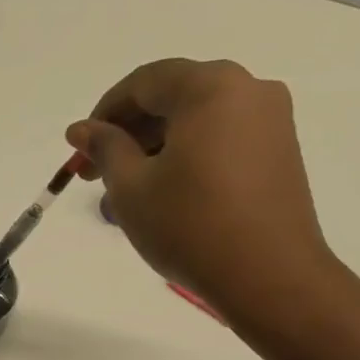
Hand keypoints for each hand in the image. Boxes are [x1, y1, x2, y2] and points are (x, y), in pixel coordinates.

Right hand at [66, 59, 342, 340]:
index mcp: (210, 86)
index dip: (103, 114)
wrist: (268, 277)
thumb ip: (105, 149)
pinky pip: (221, 141)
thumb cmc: (191, 227)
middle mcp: (247, 90)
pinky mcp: (280, 153)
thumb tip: (82, 129)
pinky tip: (165, 195)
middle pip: (174, 98)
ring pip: (197, 122)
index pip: (144, 83)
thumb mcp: (132, 189)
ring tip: (125, 194)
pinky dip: (187, 158)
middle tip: (95, 176)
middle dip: (128, 134)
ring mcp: (271, 121)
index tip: (79, 151)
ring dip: (155, 150)